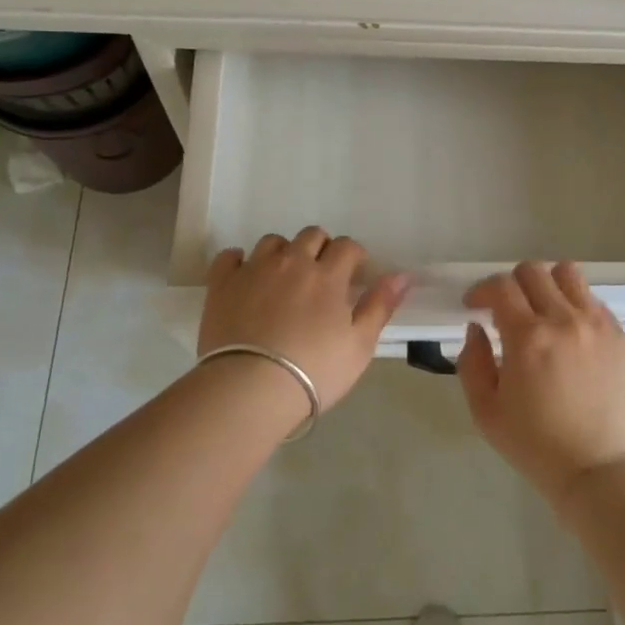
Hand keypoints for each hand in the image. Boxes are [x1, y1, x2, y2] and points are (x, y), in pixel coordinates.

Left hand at [198, 228, 409, 413]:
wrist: (250, 389)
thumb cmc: (314, 371)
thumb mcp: (359, 345)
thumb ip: (380, 306)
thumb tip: (402, 274)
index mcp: (327, 275)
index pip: (347, 246)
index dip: (354, 255)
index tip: (354, 274)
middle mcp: (292, 262)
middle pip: (311, 235)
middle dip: (321, 248)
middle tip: (321, 276)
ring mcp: (254, 270)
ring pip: (272, 242)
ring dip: (283, 252)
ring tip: (284, 277)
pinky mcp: (222, 284)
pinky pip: (229, 257)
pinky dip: (239, 261)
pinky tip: (244, 277)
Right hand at [456, 261, 624, 508]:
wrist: (598, 471)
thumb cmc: (534, 445)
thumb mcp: (485, 411)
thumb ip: (471, 362)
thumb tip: (476, 328)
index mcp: (527, 337)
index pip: (500, 286)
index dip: (481, 290)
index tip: (475, 306)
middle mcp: (564, 320)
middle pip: (533, 271)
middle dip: (511, 284)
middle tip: (506, 309)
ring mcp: (597, 325)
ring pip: (568, 274)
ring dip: (547, 284)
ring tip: (542, 310)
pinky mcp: (620, 336)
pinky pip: (594, 301)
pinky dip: (575, 305)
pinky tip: (570, 333)